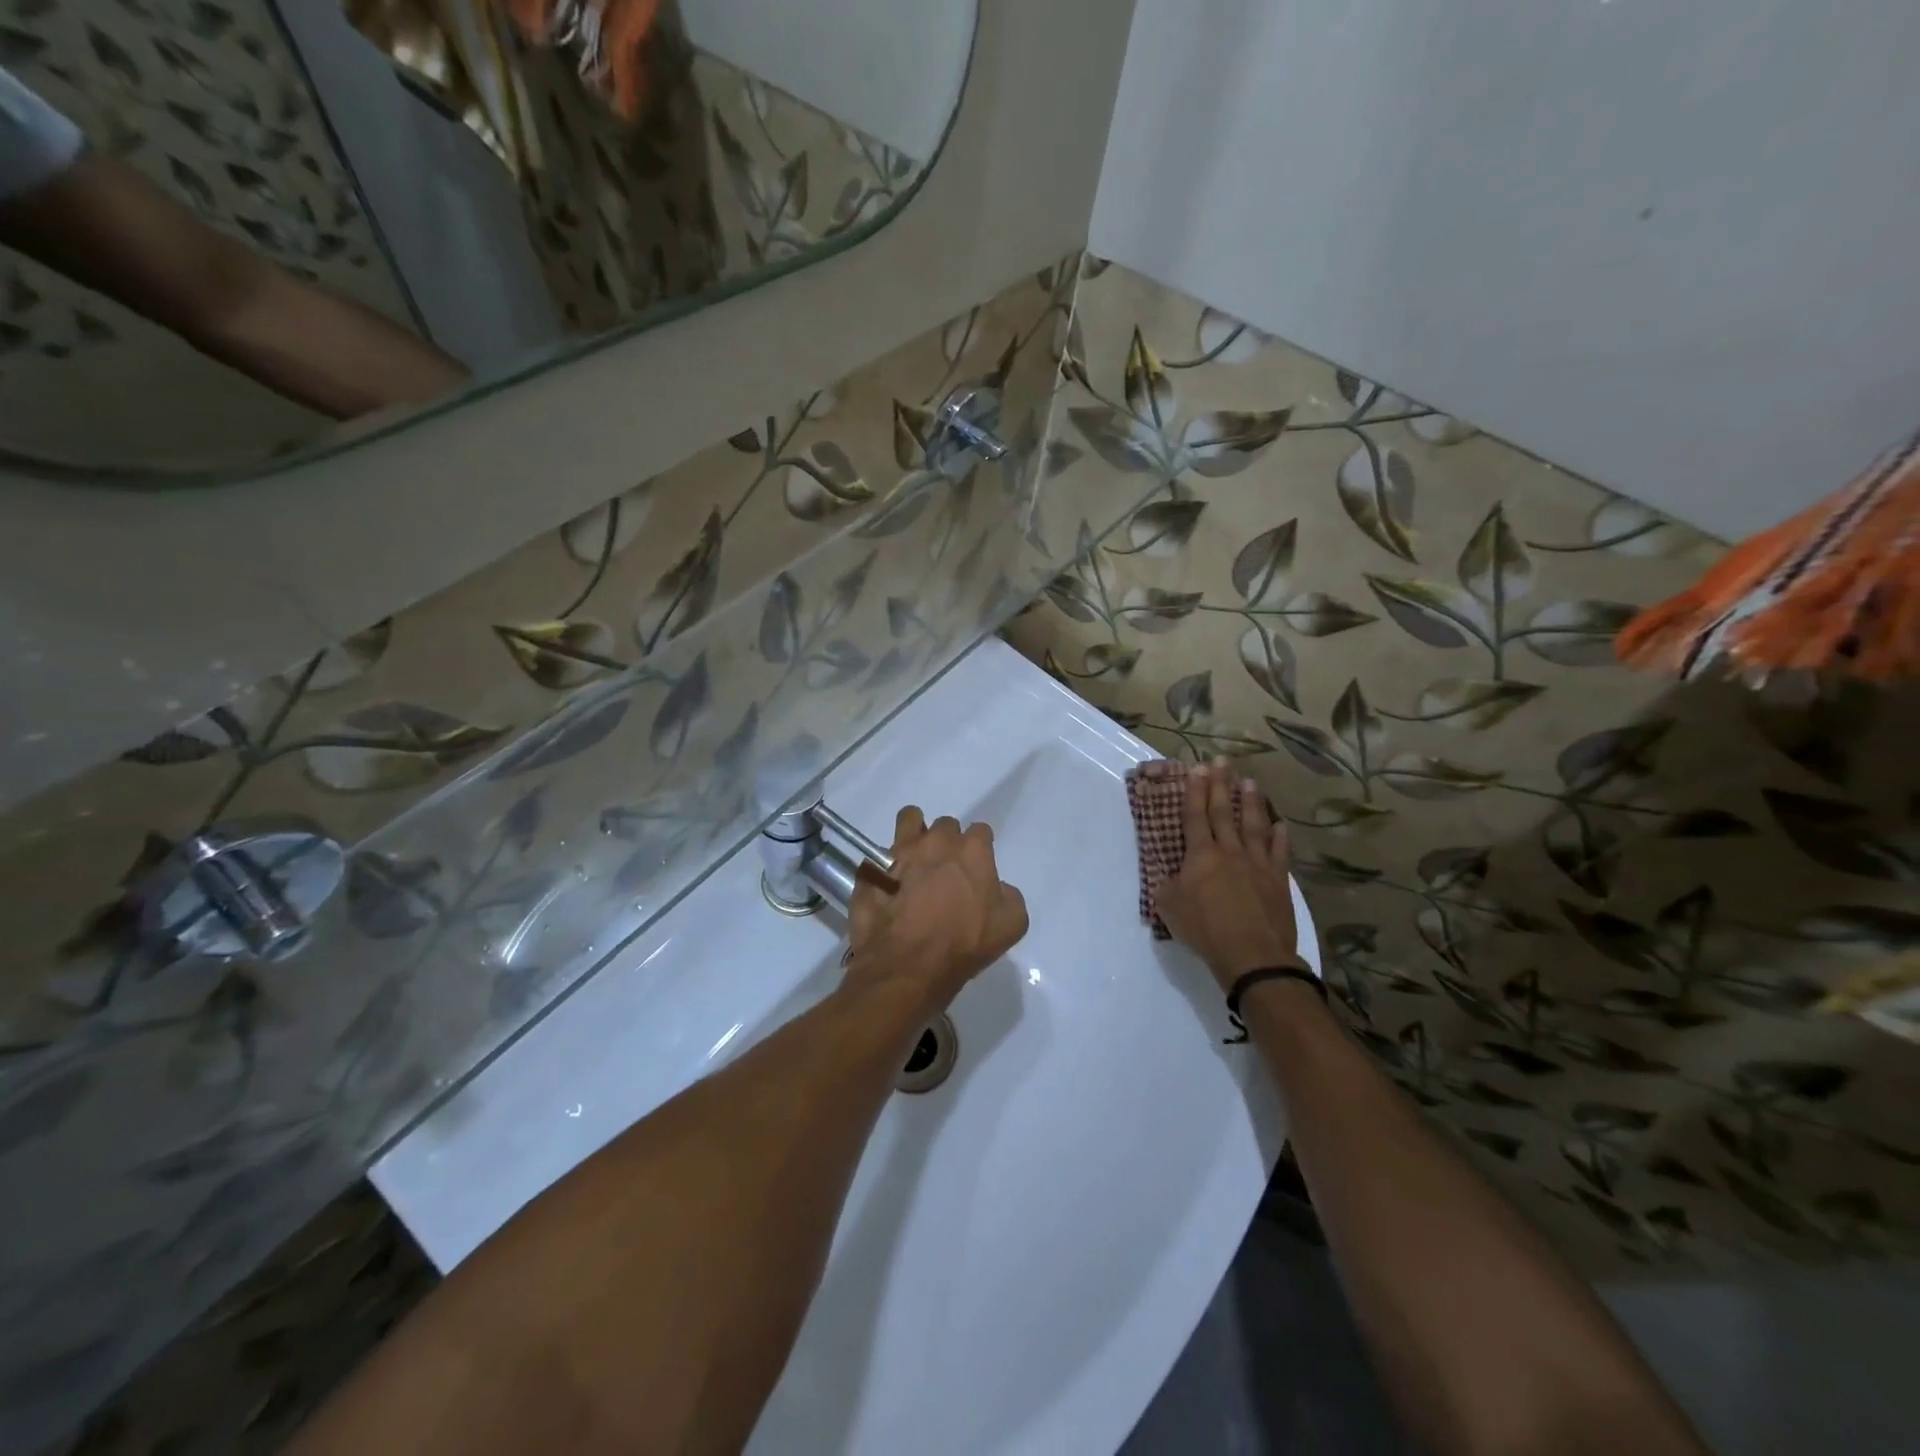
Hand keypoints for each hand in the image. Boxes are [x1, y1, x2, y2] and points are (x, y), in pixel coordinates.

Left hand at [844, 806, 1028, 1018]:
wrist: (908, 966)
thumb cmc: (964, 944)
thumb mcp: (1011, 925)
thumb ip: (1009, 896)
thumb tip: (996, 889)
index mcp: (972, 850)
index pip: (981, 831)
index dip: (980, 848)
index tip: (977, 868)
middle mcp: (936, 842)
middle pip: (945, 826)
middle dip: (948, 842)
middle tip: (946, 870)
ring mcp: (900, 852)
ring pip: (909, 820)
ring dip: (914, 832)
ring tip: (914, 857)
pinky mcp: (873, 870)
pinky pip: (878, 857)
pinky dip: (883, 867)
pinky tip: (888, 887)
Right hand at [1152, 759, 1300, 993]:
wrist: (1252, 954)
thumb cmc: (1205, 929)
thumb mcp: (1169, 907)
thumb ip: (1168, 886)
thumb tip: (1170, 876)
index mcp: (1200, 855)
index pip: (1195, 815)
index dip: (1195, 791)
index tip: (1197, 768)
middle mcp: (1229, 851)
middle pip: (1223, 812)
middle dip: (1220, 785)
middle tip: (1221, 761)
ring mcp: (1257, 864)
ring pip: (1253, 825)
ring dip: (1250, 802)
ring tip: (1249, 782)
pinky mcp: (1278, 880)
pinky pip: (1279, 852)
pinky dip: (1279, 837)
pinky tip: (1281, 825)